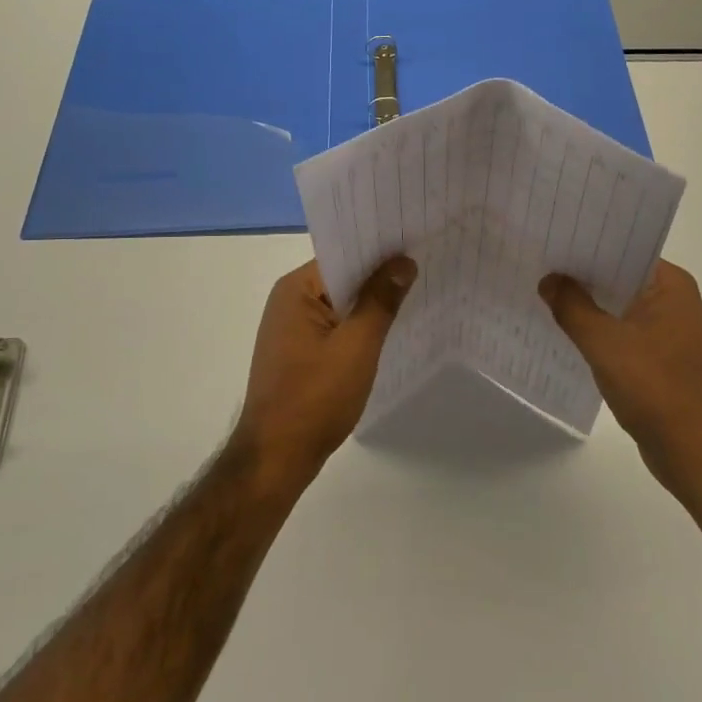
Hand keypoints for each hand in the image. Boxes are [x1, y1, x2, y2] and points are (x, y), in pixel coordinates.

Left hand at [236, 257, 416, 481]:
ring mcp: (291, 329)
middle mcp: (289, 301)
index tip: (415, 242)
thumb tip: (403, 261)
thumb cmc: (315, 397)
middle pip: (342, 278)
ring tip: (417, 293)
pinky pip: (335, 328)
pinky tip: (389, 331)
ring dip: (371, 304)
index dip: (379, 250)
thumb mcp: (357, 345)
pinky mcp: (298, 354)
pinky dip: (359, 327)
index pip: (343, 255)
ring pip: (340, 305)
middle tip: (425, 265)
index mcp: (295, 290)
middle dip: (379, 276)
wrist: (276, 458)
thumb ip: (380, 300)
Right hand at [539, 260, 701, 507]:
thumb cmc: (657, 388)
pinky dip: (595, 331)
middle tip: (536, 262)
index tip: (550, 237)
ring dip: (586, 304)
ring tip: (541, 292)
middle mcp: (673, 301)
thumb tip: (549, 279)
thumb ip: (572, 307)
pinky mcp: (658, 360)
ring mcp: (667, 332)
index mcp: (670, 285)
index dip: (586, 244)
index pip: (623, 249)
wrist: (698, 454)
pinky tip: (563, 331)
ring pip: (617, 307)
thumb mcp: (605, 343)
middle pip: (618, 277)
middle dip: (580, 274)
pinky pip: (620, 333)